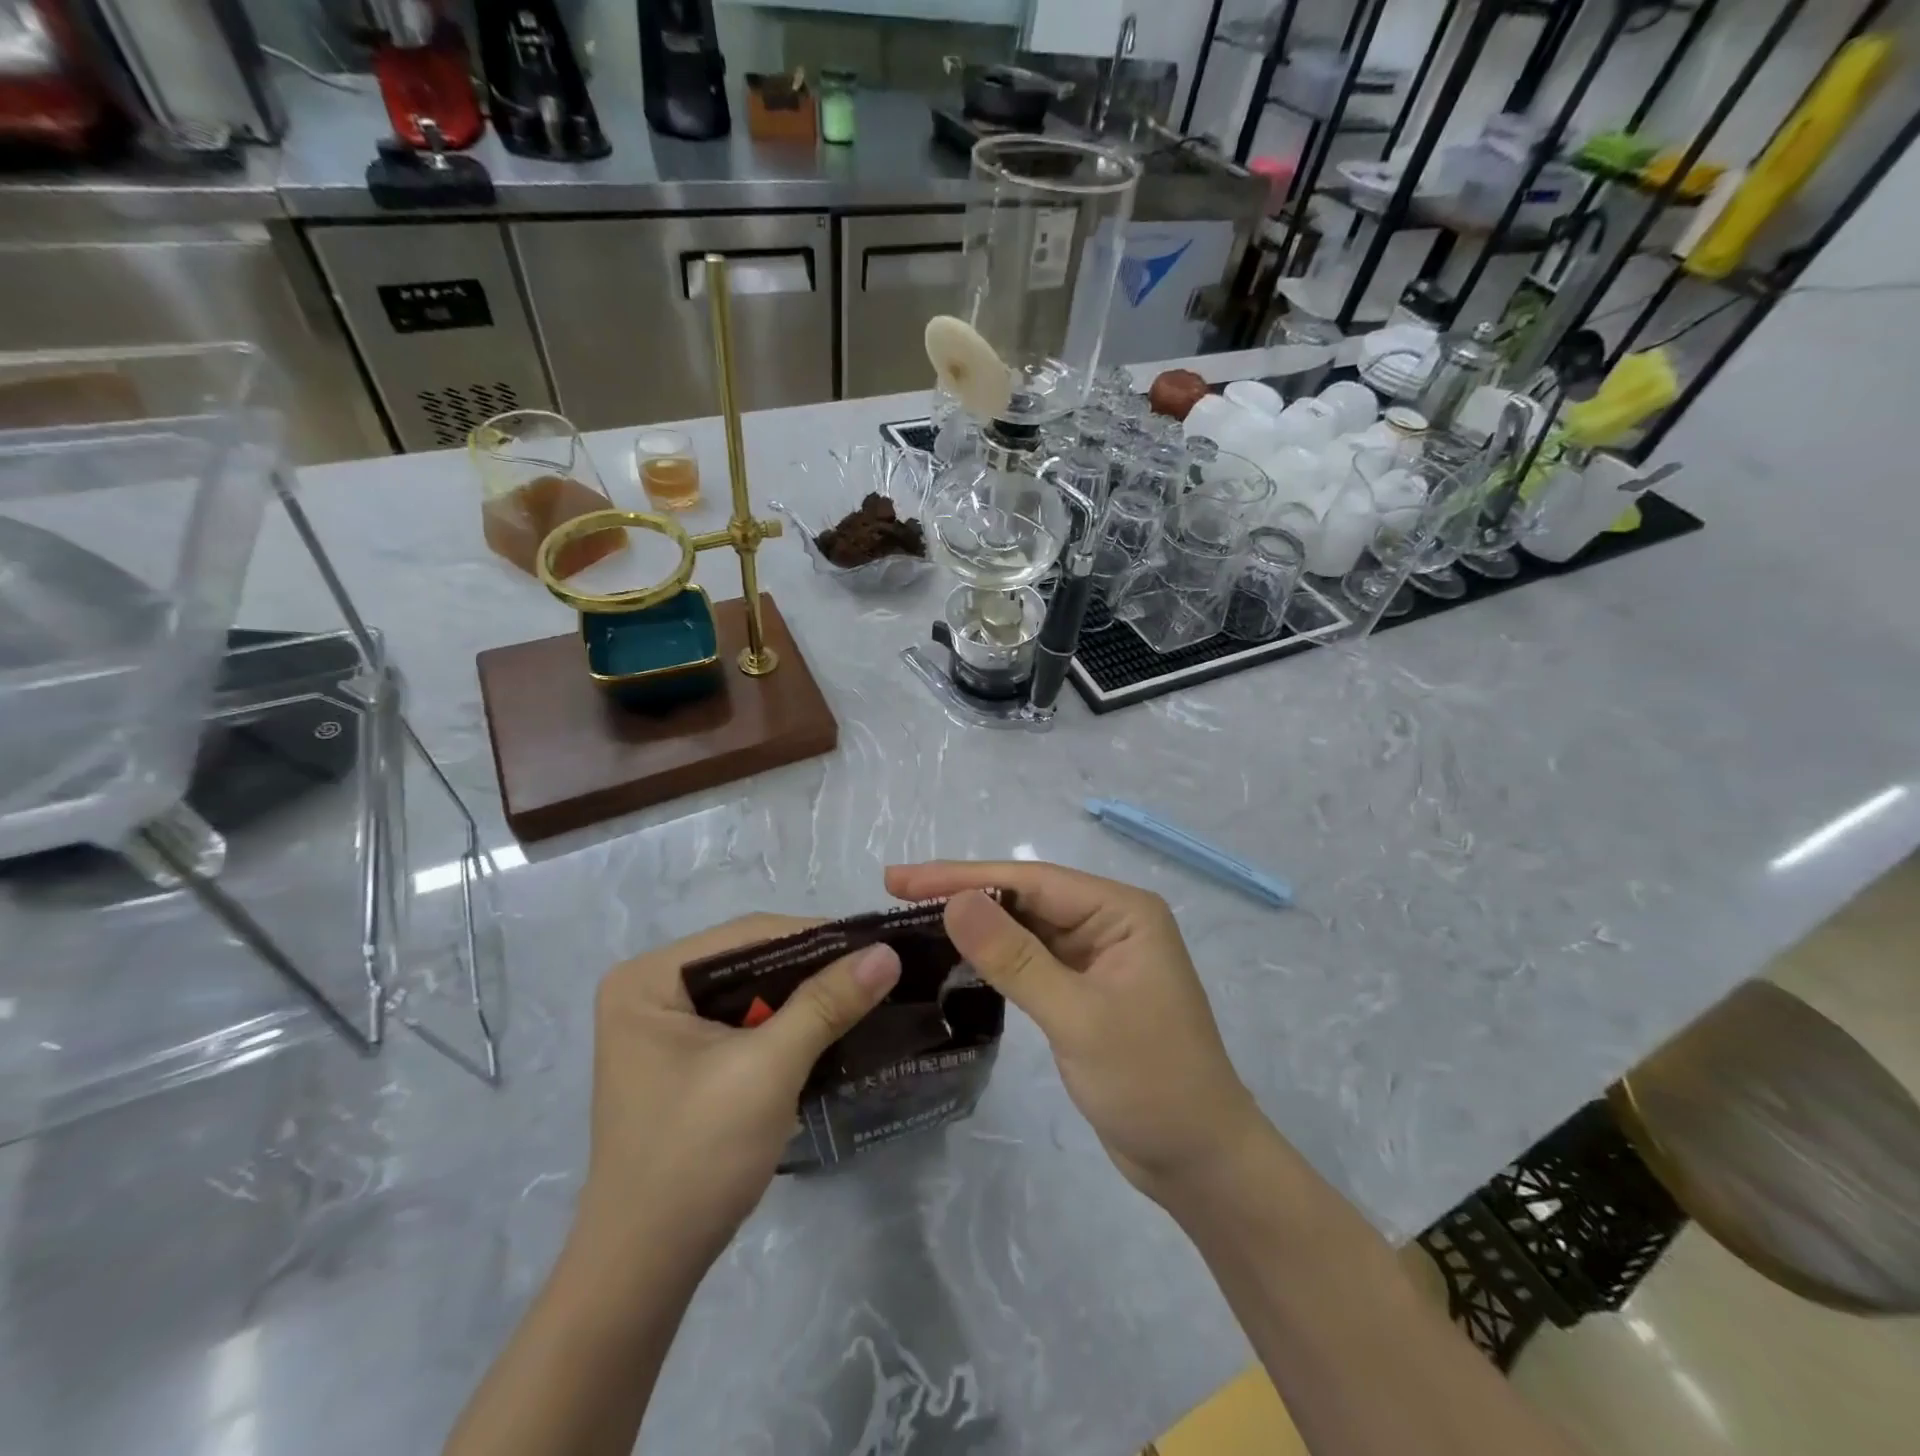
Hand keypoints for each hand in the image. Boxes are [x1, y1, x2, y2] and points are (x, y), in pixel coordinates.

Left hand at [579, 914, 900, 1261]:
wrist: (645, 1269)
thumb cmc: (696, 1156)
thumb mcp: (768, 1070)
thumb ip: (827, 1003)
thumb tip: (887, 952)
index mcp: (648, 978)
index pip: (747, 935)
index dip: (816, 937)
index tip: (876, 945)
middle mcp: (650, 990)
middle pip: (750, 960)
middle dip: (812, 969)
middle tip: (876, 971)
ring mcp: (664, 1026)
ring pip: (752, 991)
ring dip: (805, 997)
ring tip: (865, 993)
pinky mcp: (683, 1058)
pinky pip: (745, 1022)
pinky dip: (787, 1024)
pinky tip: (830, 1027)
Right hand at [884, 862, 1263, 1206]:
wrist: (1199, 1162)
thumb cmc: (1150, 1083)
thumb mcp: (1078, 1017)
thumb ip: (1015, 958)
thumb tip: (956, 901)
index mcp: (1122, 911)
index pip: (1031, 881)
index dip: (964, 876)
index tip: (901, 878)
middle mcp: (1110, 922)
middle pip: (1026, 897)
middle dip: (964, 894)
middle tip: (896, 891)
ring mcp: (1097, 956)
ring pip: (1025, 927)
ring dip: (976, 924)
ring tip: (914, 918)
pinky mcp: (1084, 989)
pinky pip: (1031, 960)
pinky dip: (994, 957)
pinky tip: (956, 956)